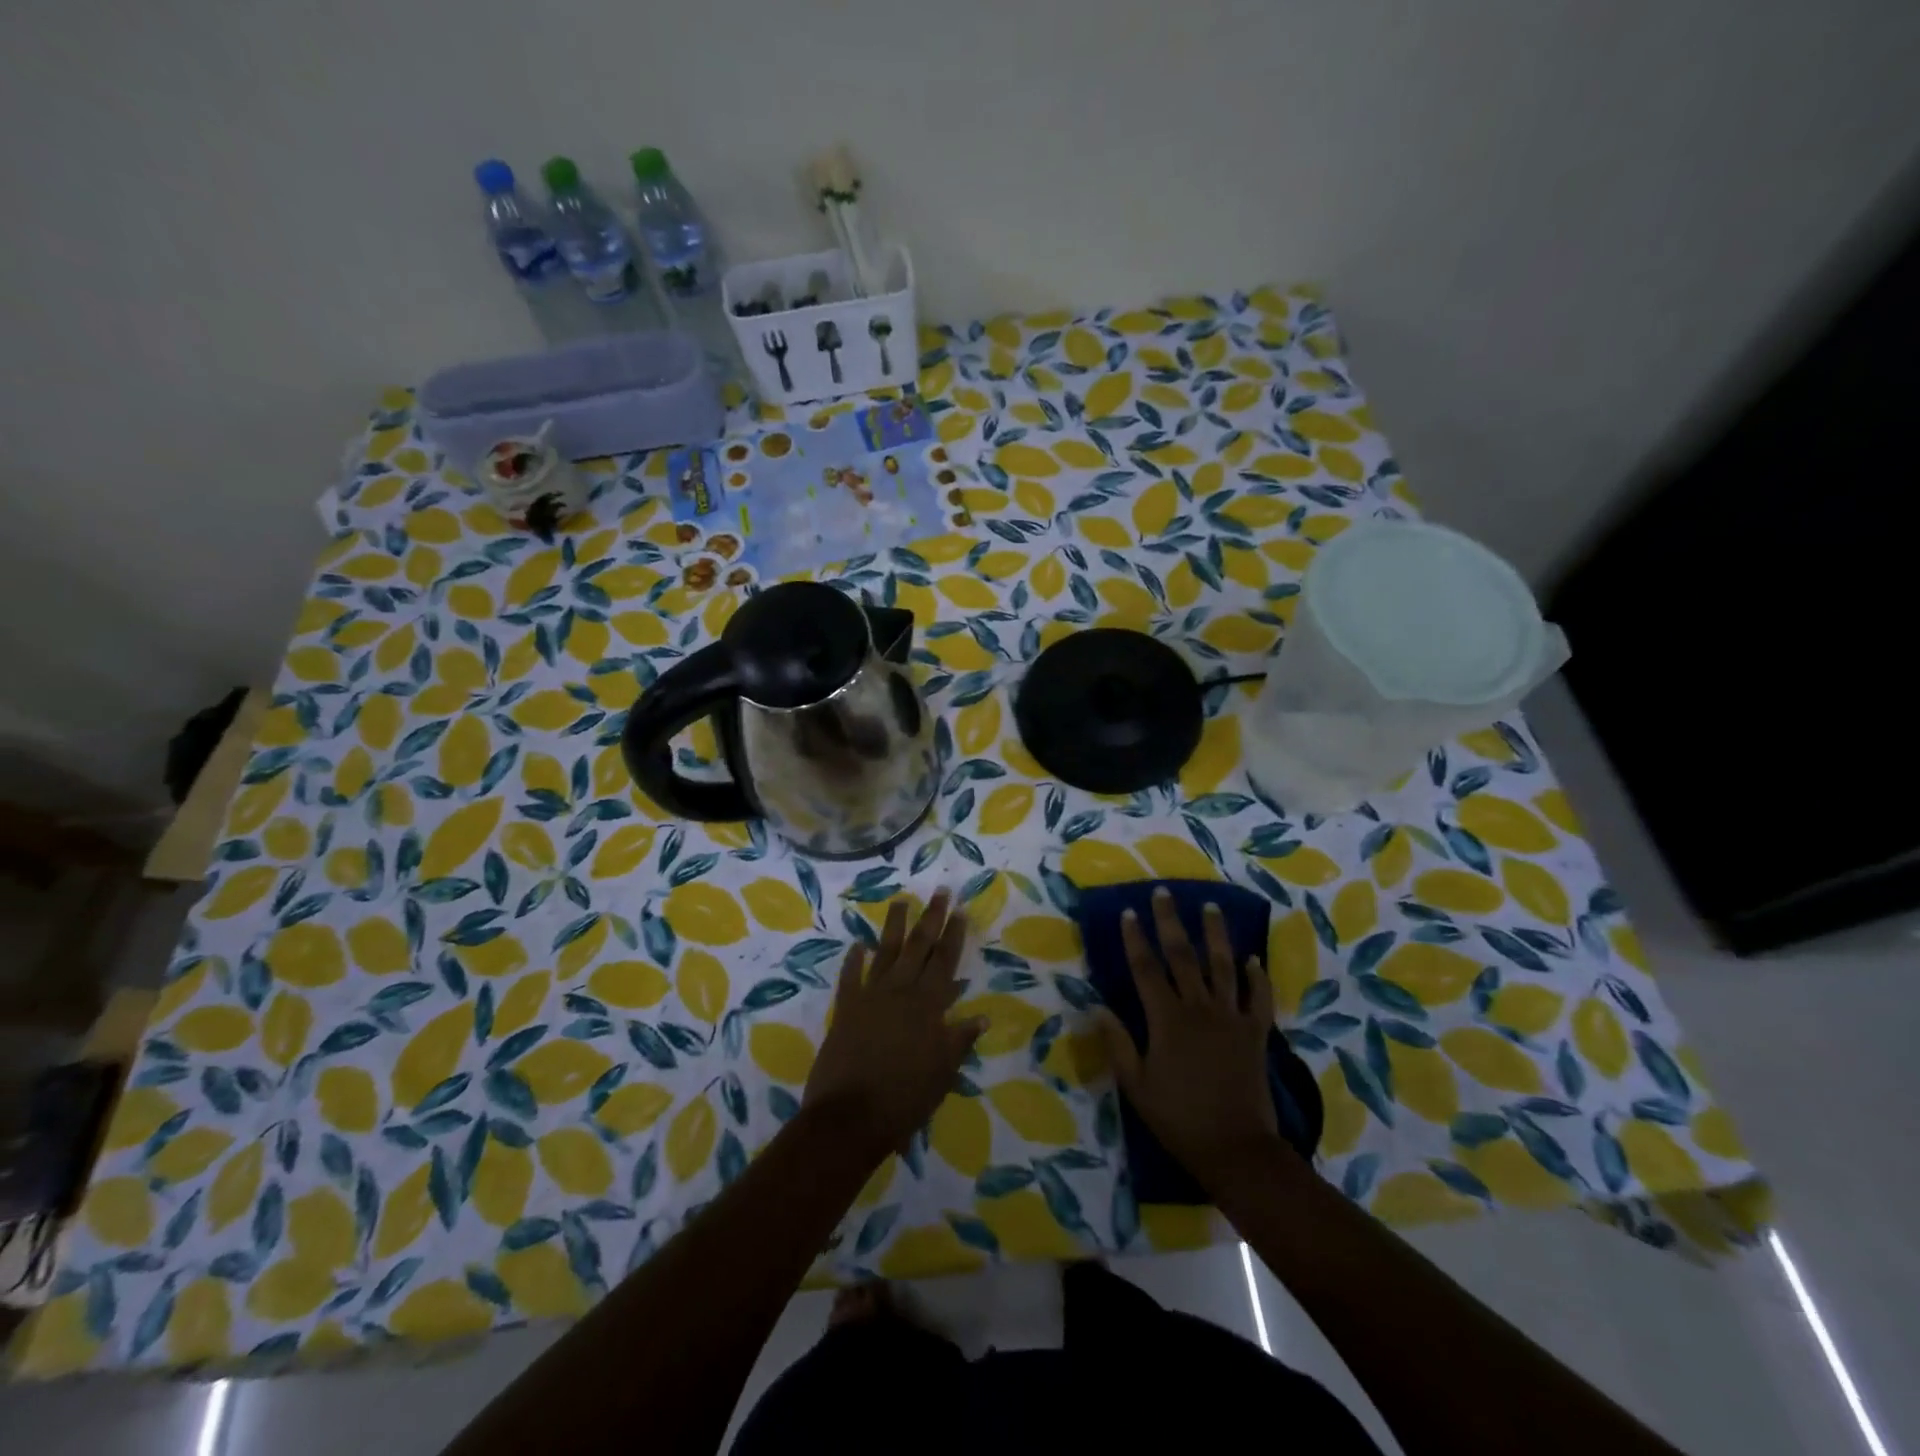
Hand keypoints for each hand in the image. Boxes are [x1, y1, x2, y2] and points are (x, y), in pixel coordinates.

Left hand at [804, 890, 985, 1161]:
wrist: (850, 1117)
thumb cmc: (904, 1099)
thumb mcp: (942, 1074)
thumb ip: (959, 1040)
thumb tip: (981, 1016)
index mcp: (928, 1007)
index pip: (945, 962)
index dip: (953, 935)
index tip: (959, 909)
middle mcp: (900, 992)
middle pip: (919, 948)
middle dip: (931, 918)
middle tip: (939, 891)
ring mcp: (870, 997)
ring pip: (886, 953)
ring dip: (894, 927)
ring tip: (900, 901)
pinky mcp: (845, 1009)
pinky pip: (850, 978)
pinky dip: (854, 960)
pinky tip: (857, 945)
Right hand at [1095, 889, 1282, 1186]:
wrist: (1236, 1149)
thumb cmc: (1178, 1118)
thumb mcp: (1136, 1085)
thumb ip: (1117, 1043)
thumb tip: (1097, 1006)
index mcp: (1167, 1019)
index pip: (1146, 969)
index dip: (1134, 938)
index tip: (1128, 912)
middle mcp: (1199, 1008)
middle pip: (1183, 956)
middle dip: (1170, 921)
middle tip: (1164, 893)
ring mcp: (1231, 1018)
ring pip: (1223, 966)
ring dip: (1216, 934)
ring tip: (1211, 907)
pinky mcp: (1255, 1034)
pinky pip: (1258, 998)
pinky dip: (1257, 977)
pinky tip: (1254, 959)